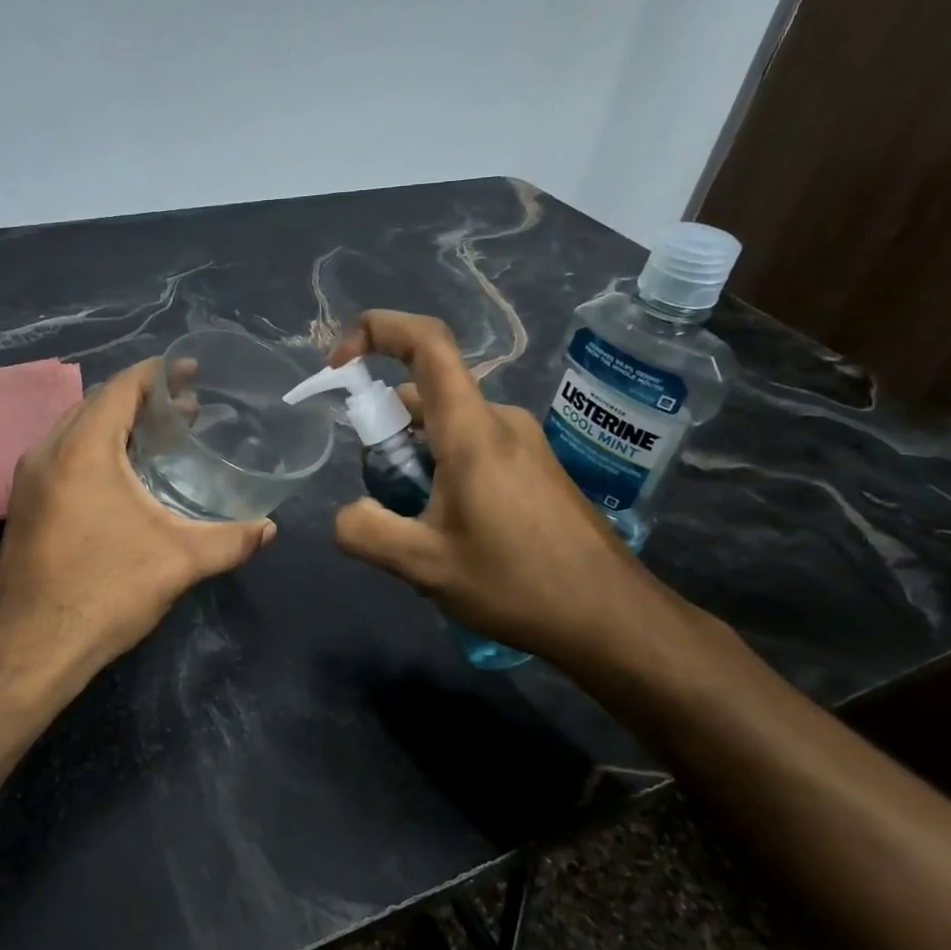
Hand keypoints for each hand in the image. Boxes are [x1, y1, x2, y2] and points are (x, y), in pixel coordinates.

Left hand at [0, 358, 276, 698]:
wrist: (30, 647)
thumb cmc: (104, 591)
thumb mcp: (178, 561)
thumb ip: (230, 540)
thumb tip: (269, 529)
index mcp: (83, 448)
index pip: (121, 387)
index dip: (158, 373)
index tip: (192, 371)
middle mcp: (48, 450)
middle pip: (98, 402)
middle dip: (142, 398)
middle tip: (188, 407)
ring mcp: (29, 478)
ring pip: (77, 428)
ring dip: (117, 423)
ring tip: (161, 435)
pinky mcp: (24, 503)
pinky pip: (64, 453)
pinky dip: (96, 447)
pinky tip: (124, 474)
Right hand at [328, 311, 690, 674]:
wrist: (612, 619)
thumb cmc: (517, 584)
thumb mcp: (423, 566)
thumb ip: (365, 532)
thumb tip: (348, 512)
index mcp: (471, 429)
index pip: (425, 342)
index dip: (375, 331)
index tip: (338, 366)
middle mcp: (499, 420)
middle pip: (425, 395)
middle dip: (385, 433)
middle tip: (382, 498)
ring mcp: (522, 442)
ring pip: (445, 426)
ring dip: (413, 460)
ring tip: (417, 527)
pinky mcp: (535, 466)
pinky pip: (471, 447)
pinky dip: (441, 470)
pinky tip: (450, 532)